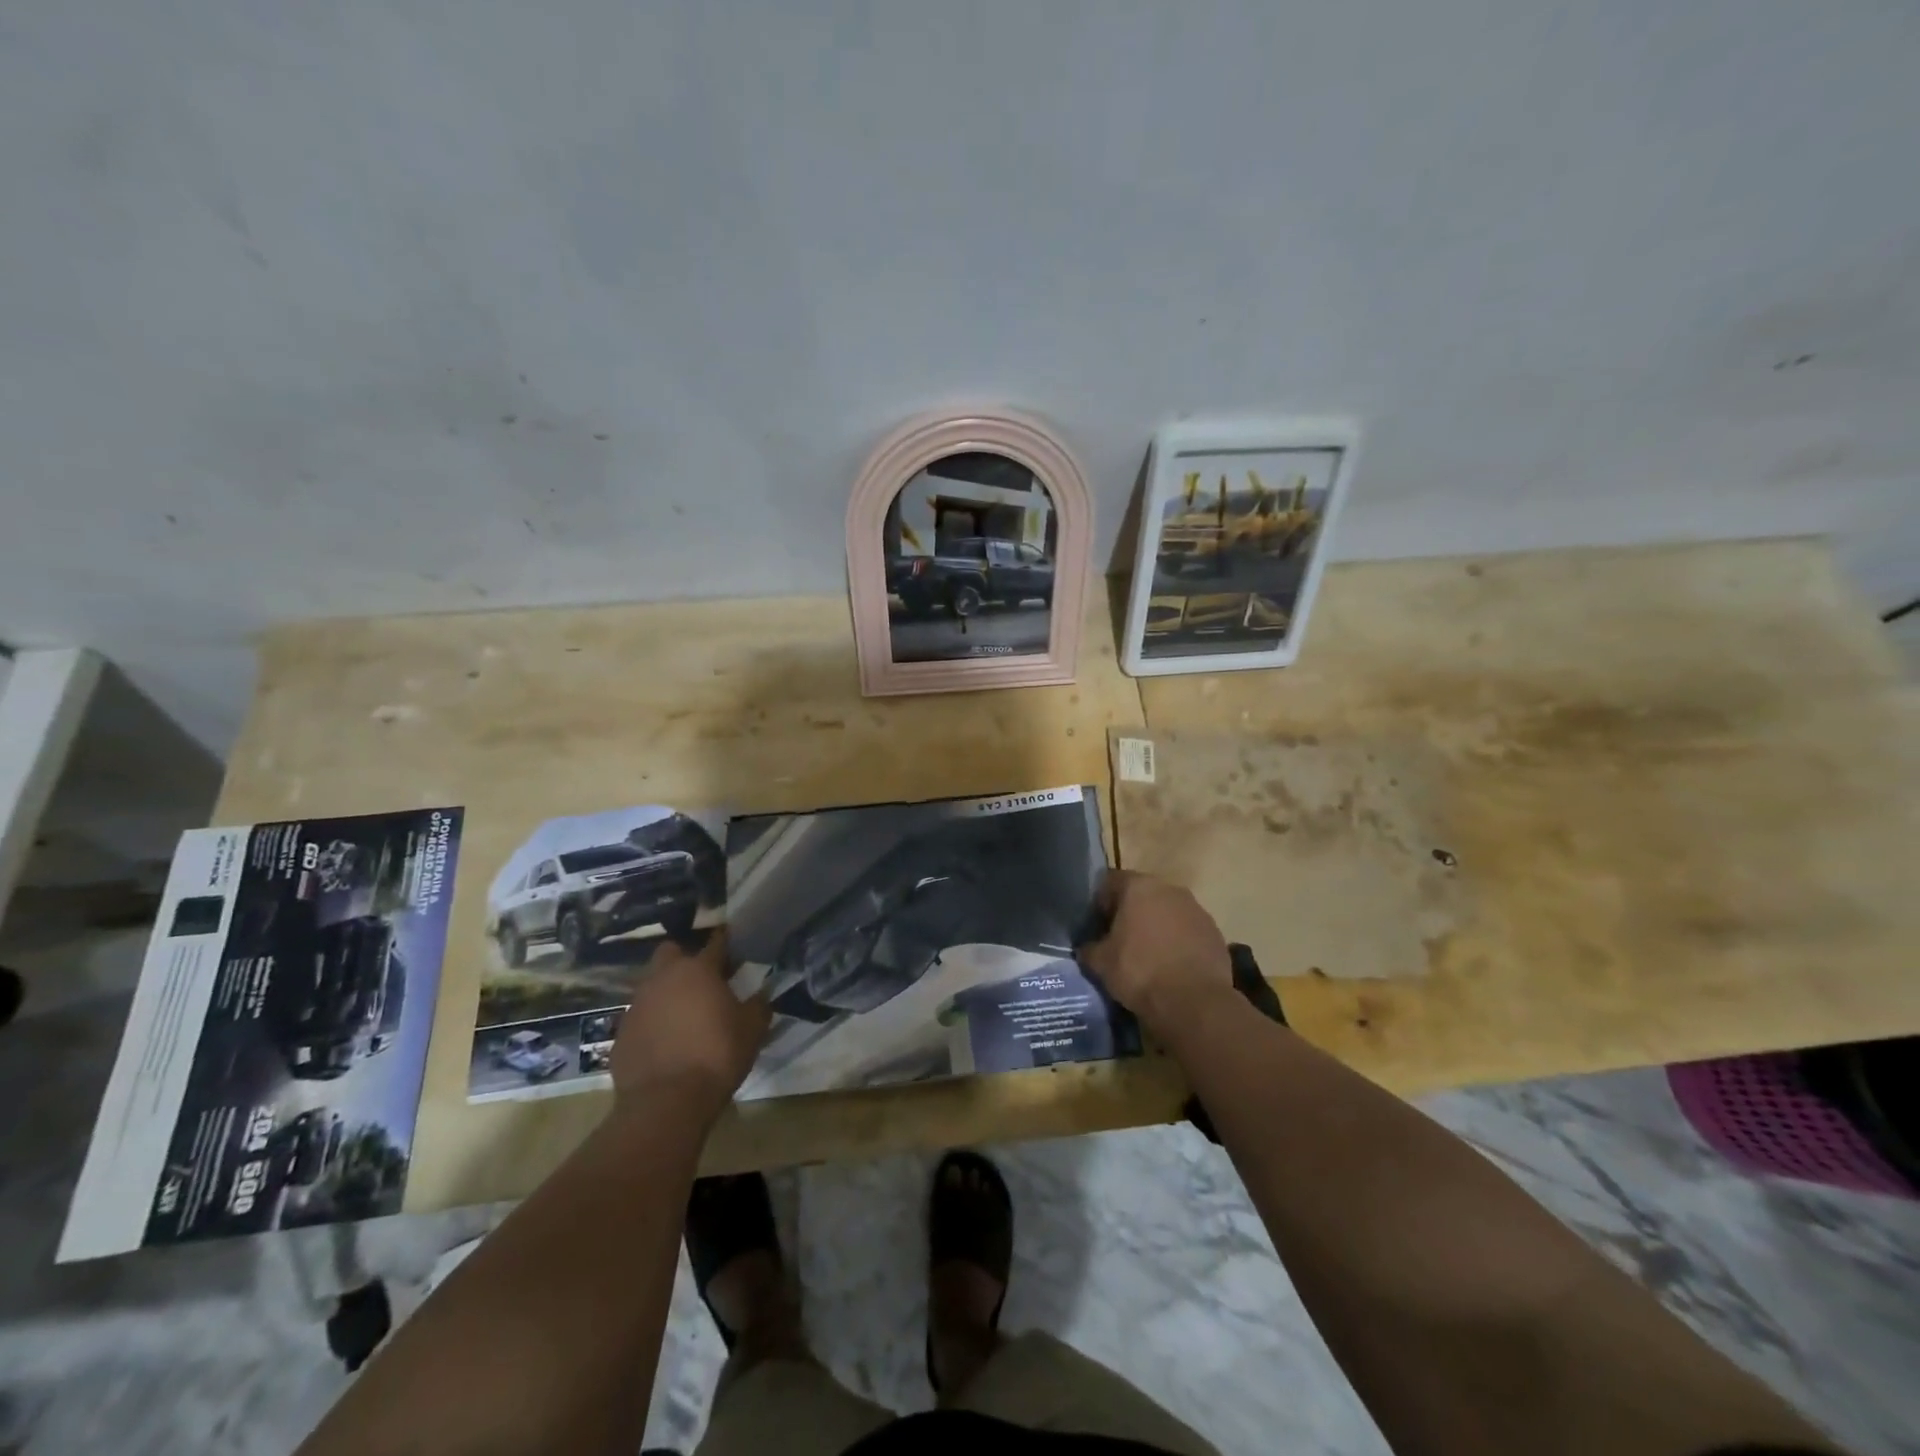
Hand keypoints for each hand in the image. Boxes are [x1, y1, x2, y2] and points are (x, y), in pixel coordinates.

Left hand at [610, 931, 770, 1121]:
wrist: (665, 1103)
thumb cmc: (716, 1055)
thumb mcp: (752, 1030)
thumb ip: (758, 1006)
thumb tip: (761, 995)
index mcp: (698, 970)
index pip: (715, 943)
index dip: (725, 942)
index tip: (733, 944)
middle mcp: (662, 979)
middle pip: (670, 953)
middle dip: (684, 960)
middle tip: (702, 980)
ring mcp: (637, 1006)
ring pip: (651, 986)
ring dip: (667, 994)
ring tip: (684, 1015)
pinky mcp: (621, 1035)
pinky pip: (640, 1018)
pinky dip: (652, 1024)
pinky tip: (666, 1044)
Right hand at [1077, 871, 1234, 1037]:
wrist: (1194, 1002)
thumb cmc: (1140, 972)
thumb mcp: (1101, 963)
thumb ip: (1089, 949)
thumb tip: (1086, 948)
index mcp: (1138, 887)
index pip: (1110, 882)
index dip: (1099, 903)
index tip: (1096, 927)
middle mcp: (1169, 889)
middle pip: (1142, 894)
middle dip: (1130, 913)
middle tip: (1119, 941)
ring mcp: (1196, 910)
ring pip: (1167, 912)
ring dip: (1156, 927)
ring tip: (1147, 956)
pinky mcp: (1215, 933)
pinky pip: (1188, 931)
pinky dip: (1178, 942)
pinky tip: (1171, 967)